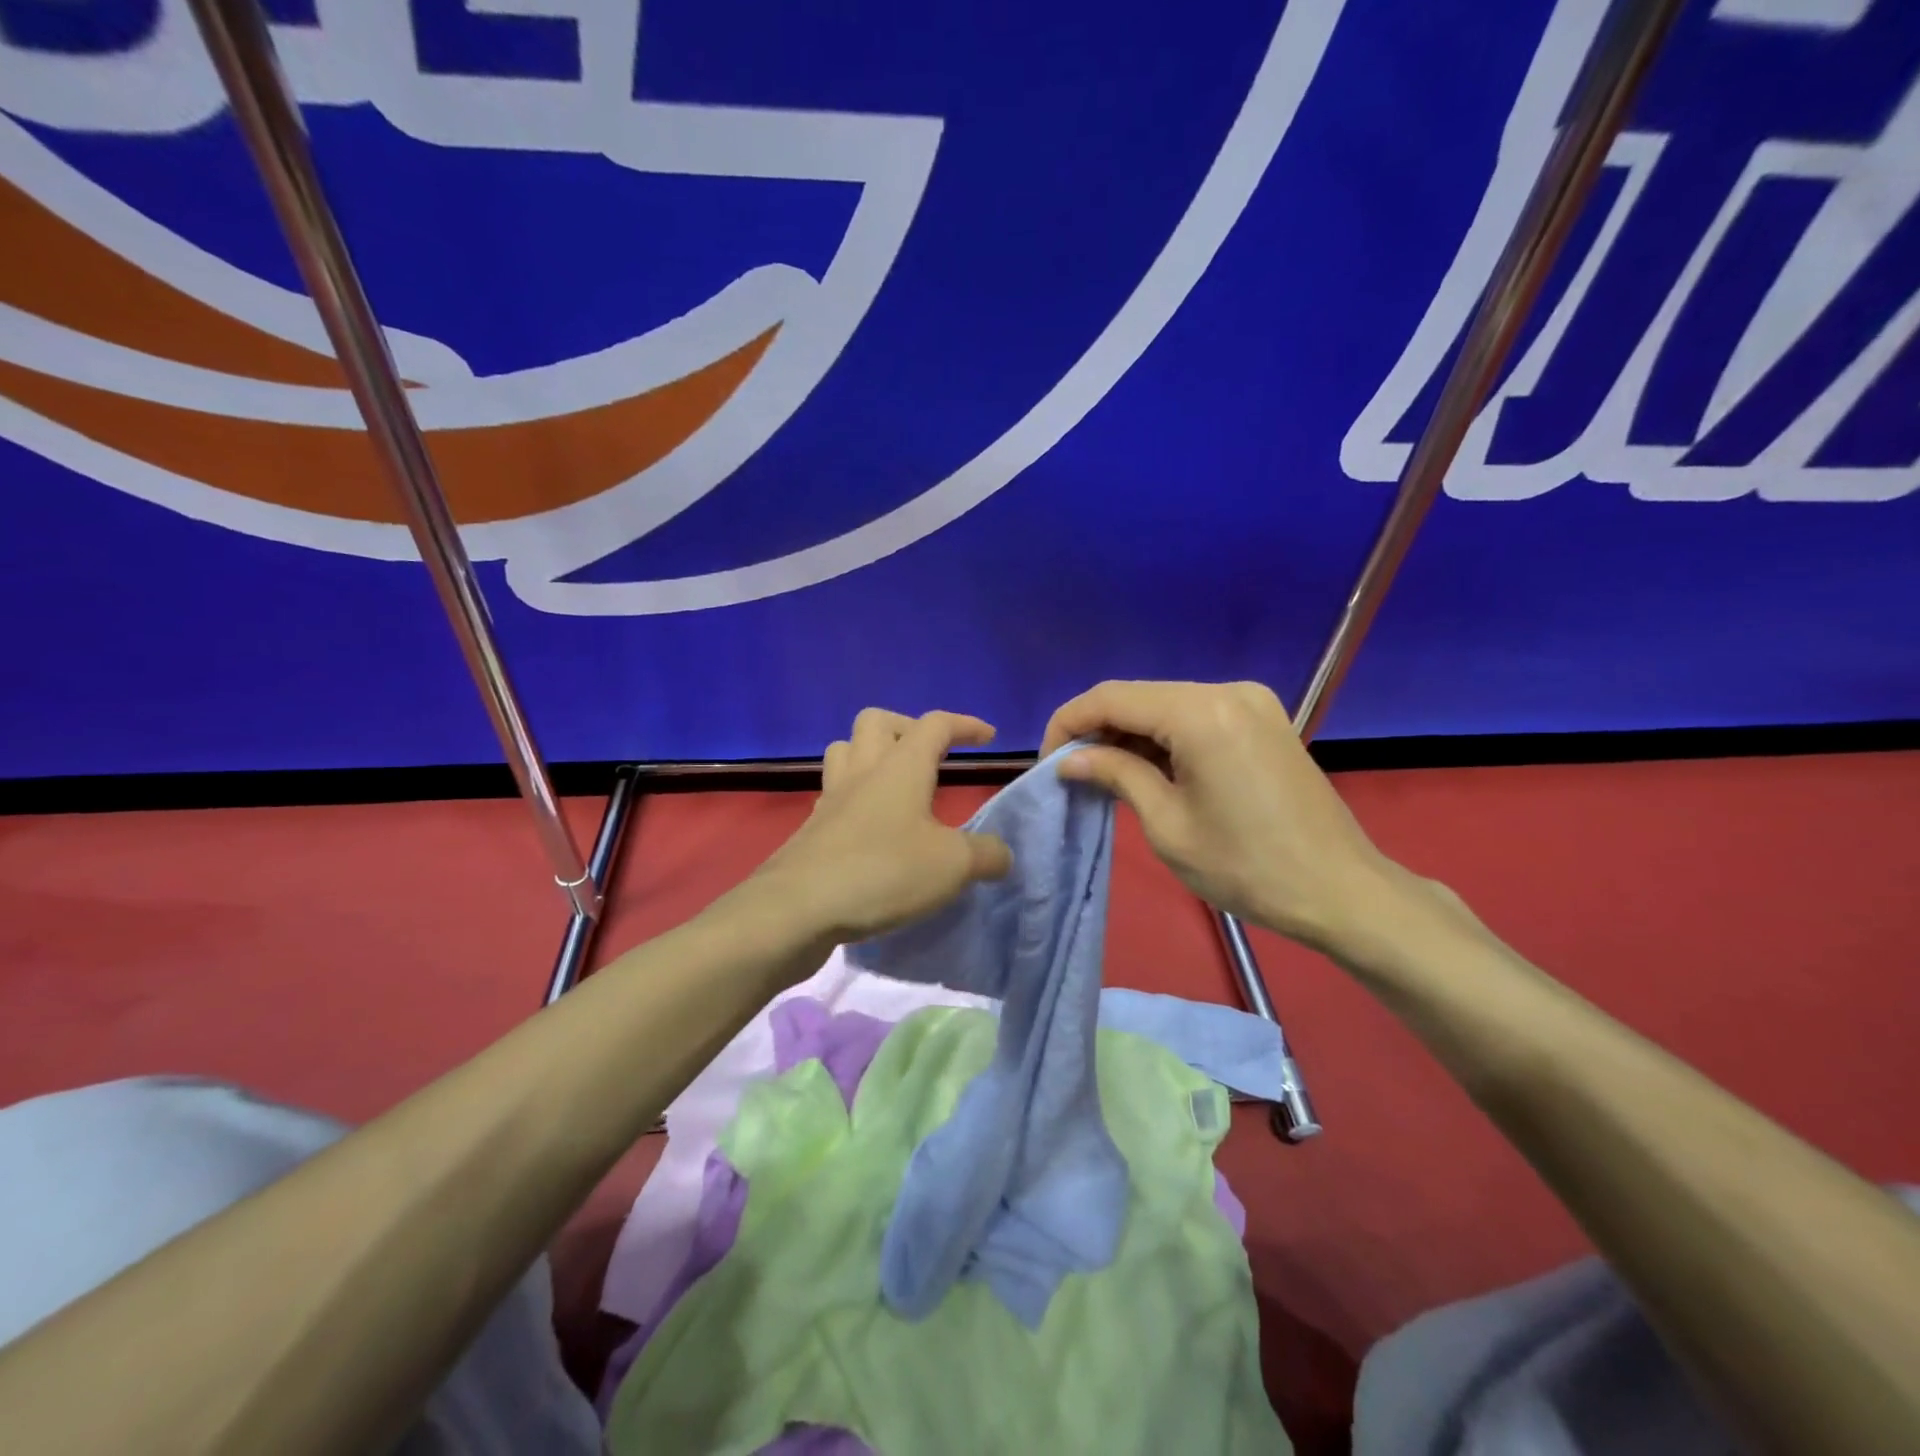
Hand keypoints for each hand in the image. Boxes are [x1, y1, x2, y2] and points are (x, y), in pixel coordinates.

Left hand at [755, 709, 1013, 944]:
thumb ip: (986, 855)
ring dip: (871, 755)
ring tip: (896, 784)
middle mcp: (863, 771)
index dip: (965, 725)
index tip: (988, 736)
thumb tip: (1001, 854)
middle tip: (930, 756)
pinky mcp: (812, 828)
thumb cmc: (883, 872)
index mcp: (901, 767)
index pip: (936, 724)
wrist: (798, 908)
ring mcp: (831, 798)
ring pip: (845, 750)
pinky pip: (833, 793)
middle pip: (877, 721)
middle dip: (907, 728)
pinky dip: (855, 797)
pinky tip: (871, 827)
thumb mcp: (952, 866)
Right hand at [1041, 680, 1398, 952]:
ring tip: (1104, 775)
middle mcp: (1226, 690)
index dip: (1068, 723)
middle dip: (1097, 729)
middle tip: (1072, 773)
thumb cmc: (1247, 867)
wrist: (1340, 890)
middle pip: (1138, 696)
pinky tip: (1148, 769)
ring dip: (1129, 734)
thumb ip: (1115, 775)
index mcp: (1201, 713)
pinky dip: (1163, 737)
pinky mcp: (1263, 719)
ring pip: (1165, 704)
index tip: (1048, 762)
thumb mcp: (1167, 825)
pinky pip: (1195, 716)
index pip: (1110, 698)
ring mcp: (1250, 701)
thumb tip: (1070, 758)